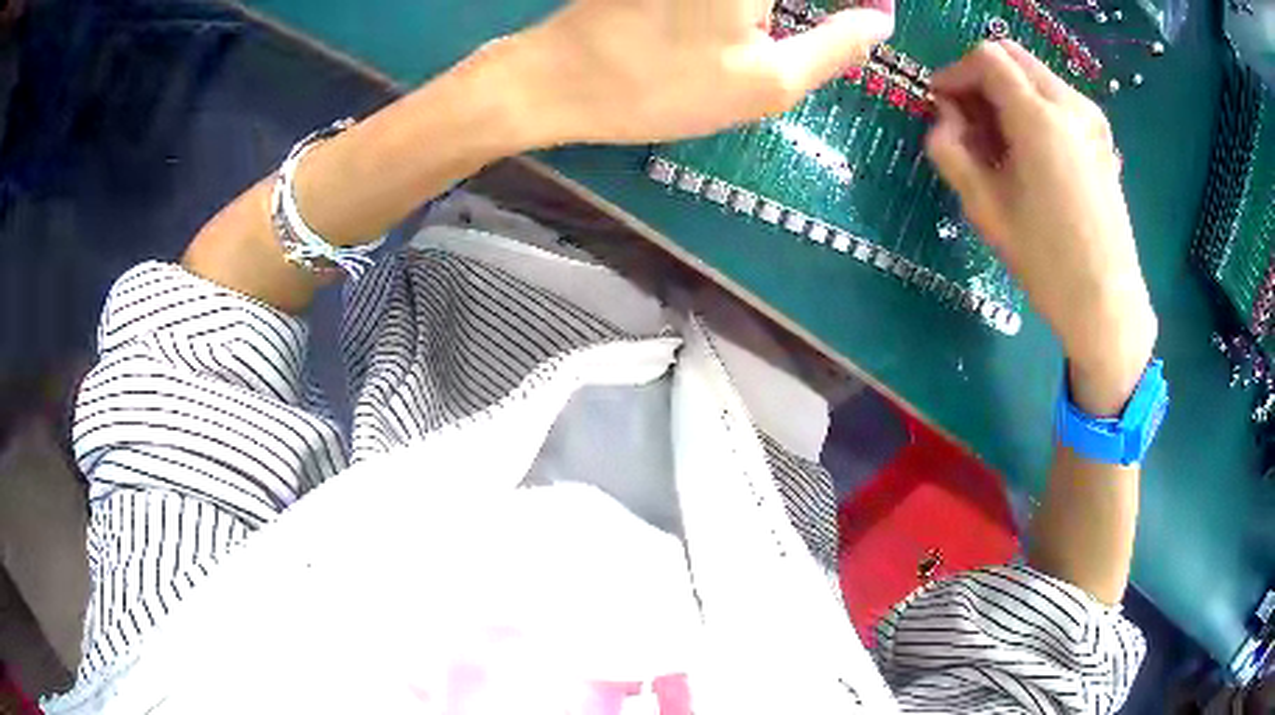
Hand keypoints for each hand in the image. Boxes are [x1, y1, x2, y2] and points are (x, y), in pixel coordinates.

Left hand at [511, 0, 894, 144]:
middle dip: (835, 5)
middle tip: (852, 20)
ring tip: (824, 20)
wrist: (557, 79)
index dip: (865, 1)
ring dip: (791, 9)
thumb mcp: (767, 82)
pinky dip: (761, 7)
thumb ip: (838, 46)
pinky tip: (758, 21)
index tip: (876, 14)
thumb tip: (880, 21)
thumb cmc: (663, 84)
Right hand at [925, 41, 1156, 413]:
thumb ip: (951, 151)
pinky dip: (1032, 105)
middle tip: (966, 119)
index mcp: (1040, 118)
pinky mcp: (1101, 136)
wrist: (1107, 303)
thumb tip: (942, 118)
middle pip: (1011, 56)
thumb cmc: (1047, 263)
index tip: (940, 104)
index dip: (955, 74)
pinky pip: (1057, 97)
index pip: (986, 59)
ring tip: (997, 139)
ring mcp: (1091, 118)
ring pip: (1035, 74)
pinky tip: (1028, 148)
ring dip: (1006, 91)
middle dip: (980, 77)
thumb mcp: (985, 210)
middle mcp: (1070, 104)